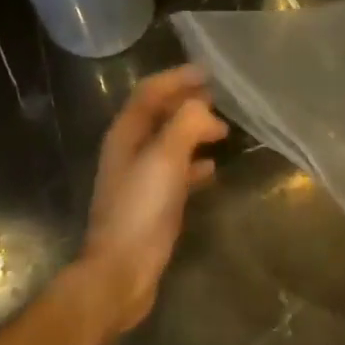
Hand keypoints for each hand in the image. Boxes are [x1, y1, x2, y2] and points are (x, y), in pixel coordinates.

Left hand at [73, 66, 227, 336]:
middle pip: (159, 114)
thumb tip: (204, 107)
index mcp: (125, 134)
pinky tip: (212, 168)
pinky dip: (194, 163)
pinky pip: (175, 172)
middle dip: (187, 102)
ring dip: (193, 131)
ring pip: (169, 142)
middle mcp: (129, 151)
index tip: (209, 73)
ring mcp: (140, 178)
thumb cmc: (141, 210)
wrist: (122, 272)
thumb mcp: (165, 159)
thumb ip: (185, 124)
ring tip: (222, 129)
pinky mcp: (152, 203)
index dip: (177, 78)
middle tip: (220, 98)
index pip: (149, 92)